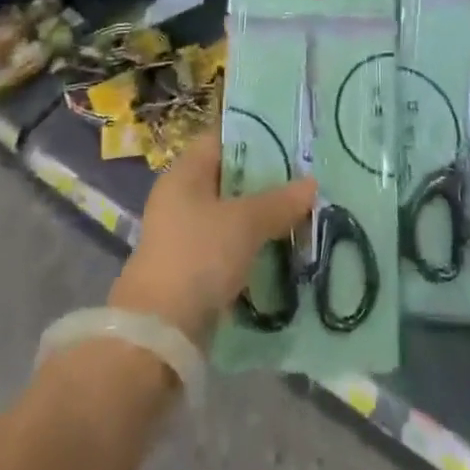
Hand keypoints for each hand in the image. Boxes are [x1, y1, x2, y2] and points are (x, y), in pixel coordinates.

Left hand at [110, 131, 315, 346]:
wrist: (158, 336)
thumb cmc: (198, 257)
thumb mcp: (245, 223)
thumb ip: (279, 201)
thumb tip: (311, 183)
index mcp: (185, 172)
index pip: (223, 138)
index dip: (256, 134)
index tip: (291, 136)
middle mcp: (182, 197)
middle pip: (230, 177)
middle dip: (267, 179)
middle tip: (306, 177)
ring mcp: (185, 234)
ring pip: (233, 214)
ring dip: (263, 216)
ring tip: (303, 213)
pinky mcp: (193, 269)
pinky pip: (230, 246)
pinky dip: (253, 246)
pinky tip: (283, 249)